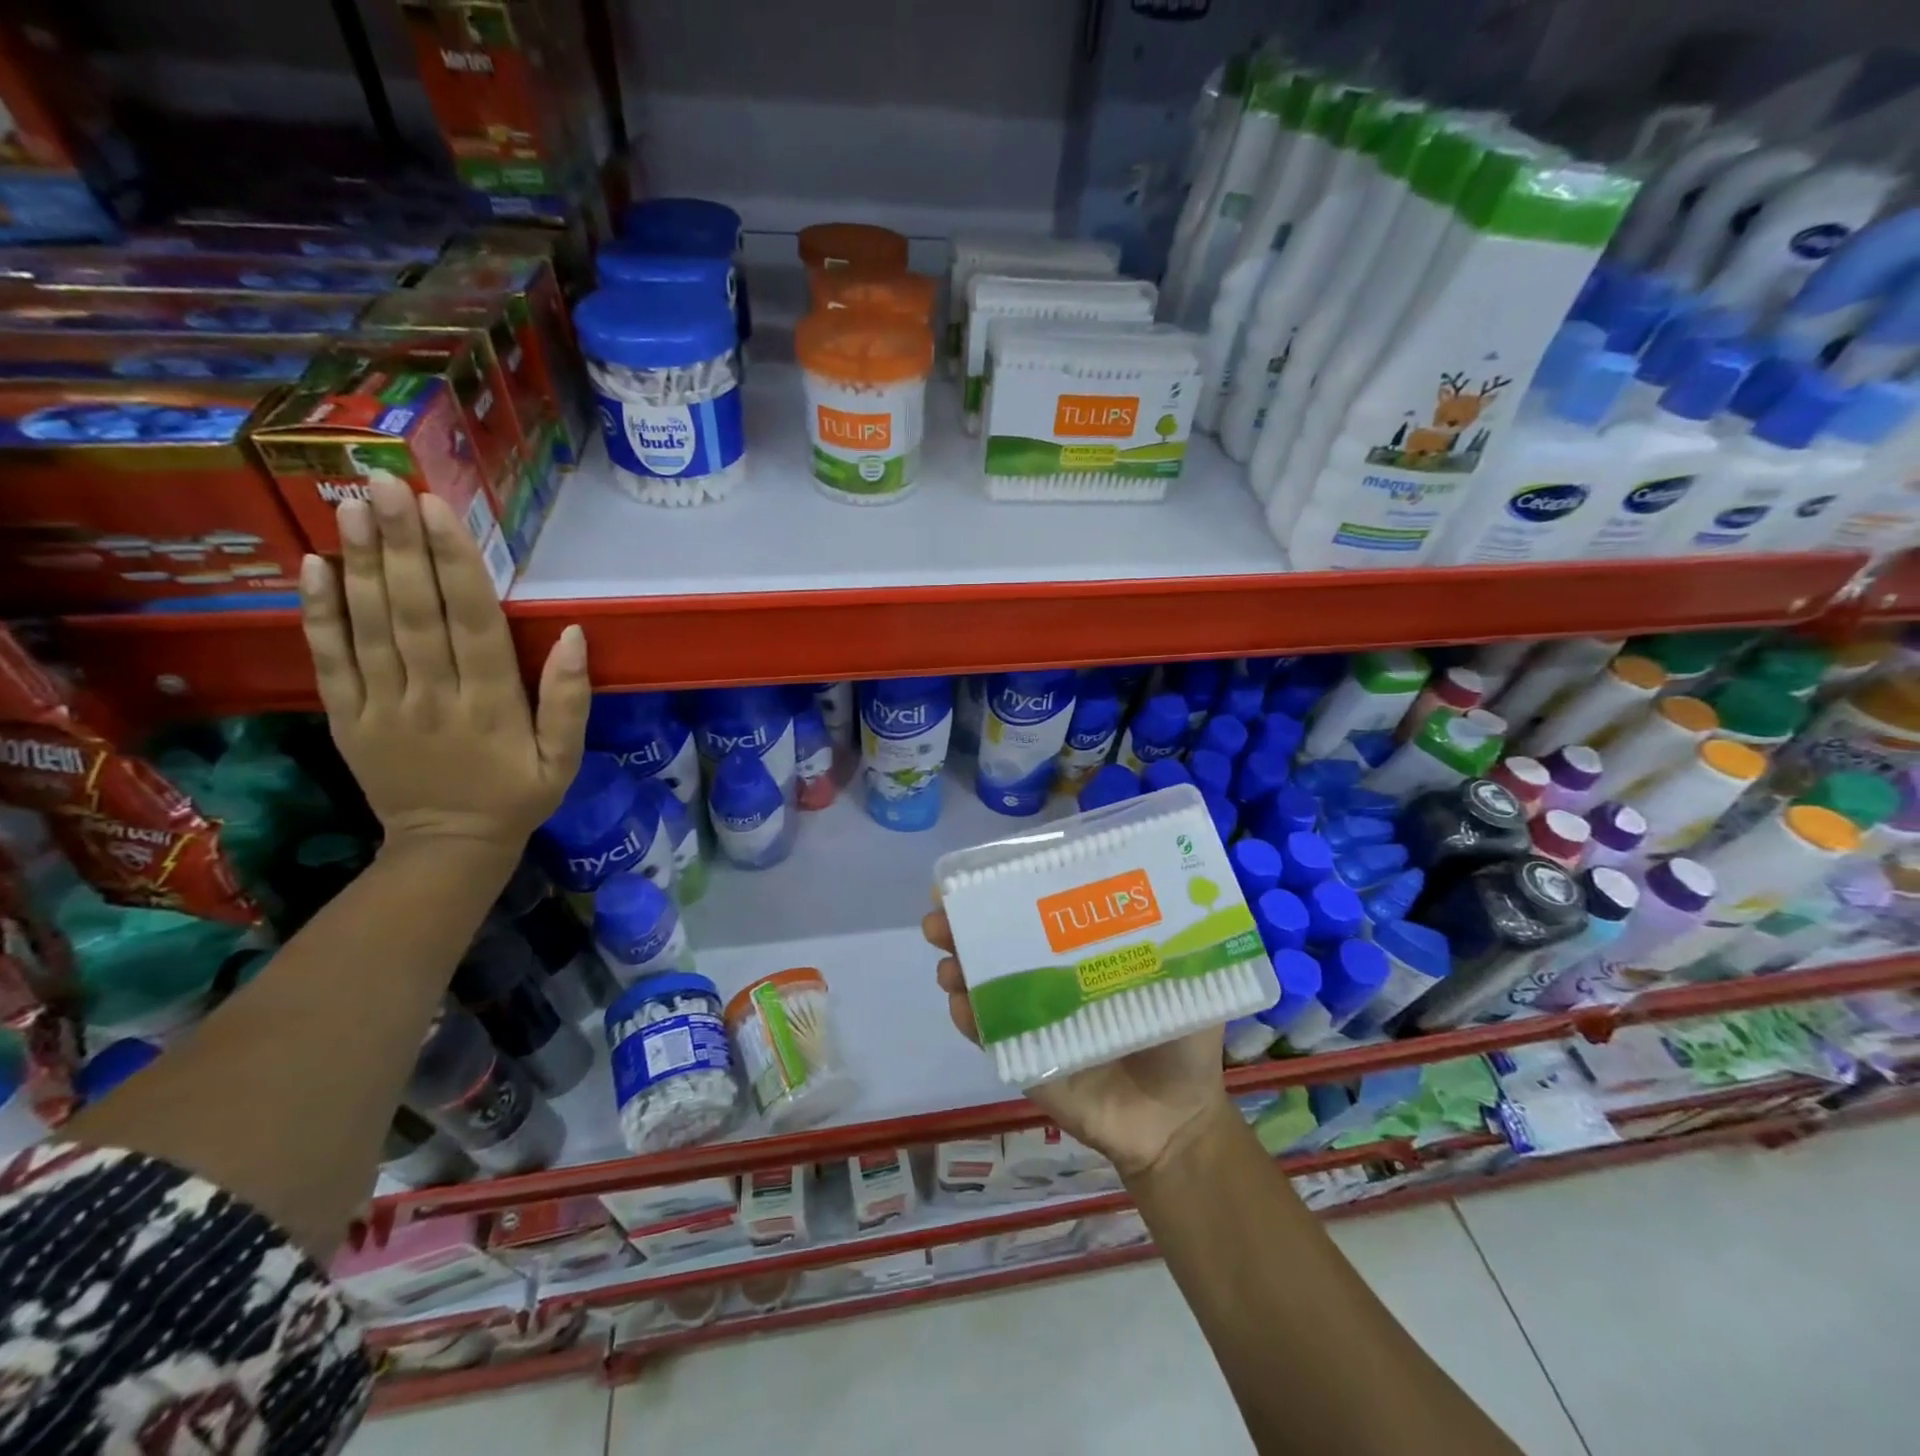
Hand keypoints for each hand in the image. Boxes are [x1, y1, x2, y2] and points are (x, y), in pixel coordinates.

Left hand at [297, 478, 589, 858]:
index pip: (472, 624)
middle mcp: (433, 696)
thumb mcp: (565, 759)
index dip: (455, 565)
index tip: (439, 511)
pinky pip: (330, 661)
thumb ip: (569, 701)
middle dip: (399, 545)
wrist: (449, 848)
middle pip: (414, 612)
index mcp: (491, 706)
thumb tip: (576, 636)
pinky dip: (319, 614)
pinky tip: (314, 567)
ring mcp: (383, 706)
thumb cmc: (517, 796)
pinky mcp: (348, 718)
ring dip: (358, 565)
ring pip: (369, 627)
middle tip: (384, 484)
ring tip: (348, 507)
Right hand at [923, 904, 1231, 1180]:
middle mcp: (1049, 979)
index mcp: (1081, 955)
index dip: (1004, 893)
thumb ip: (1172, 942)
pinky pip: (988, 1037)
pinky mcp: (1023, 1059)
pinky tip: (960, 1005)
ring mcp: (1031, 1019)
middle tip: (940, 915)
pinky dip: (969, 1020)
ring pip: (982, 986)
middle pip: (998, 945)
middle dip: (963, 927)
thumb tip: (1165, 886)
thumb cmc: (1180, 1045)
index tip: (974, 876)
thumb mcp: (1183, 982)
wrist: (1176, 1121)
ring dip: (958, 969)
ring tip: (949, 964)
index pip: (1036, 914)